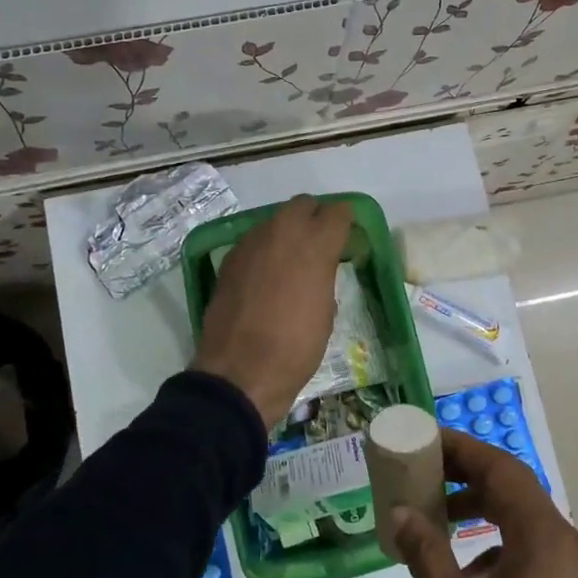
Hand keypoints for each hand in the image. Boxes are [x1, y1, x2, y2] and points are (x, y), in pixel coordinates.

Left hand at [190, 195, 352, 428]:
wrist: (240, 372)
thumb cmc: (296, 348)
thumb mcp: (326, 311)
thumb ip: (324, 276)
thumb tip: (319, 267)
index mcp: (315, 244)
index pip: (338, 212)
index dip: (345, 222)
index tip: (347, 238)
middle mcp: (282, 232)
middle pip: (303, 205)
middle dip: (314, 218)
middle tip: (320, 244)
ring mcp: (251, 243)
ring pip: (275, 220)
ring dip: (287, 232)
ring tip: (292, 260)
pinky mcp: (230, 259)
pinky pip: (254, 241)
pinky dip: (265, 249)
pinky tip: (267, 275)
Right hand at [390, 430, 577, 577]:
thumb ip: (426, 554)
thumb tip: (400, 512)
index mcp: (542, 538)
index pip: (500, 468)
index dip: (461, 448)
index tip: (424, 440)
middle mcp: (565, 541)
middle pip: (513, 484)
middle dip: (466, 471)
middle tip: (422, 469)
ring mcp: (573, 566)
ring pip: (523, 512)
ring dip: (481, 502)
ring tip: (436, 510)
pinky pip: (531, 541)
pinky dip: (497, 534)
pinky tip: (465, 562)